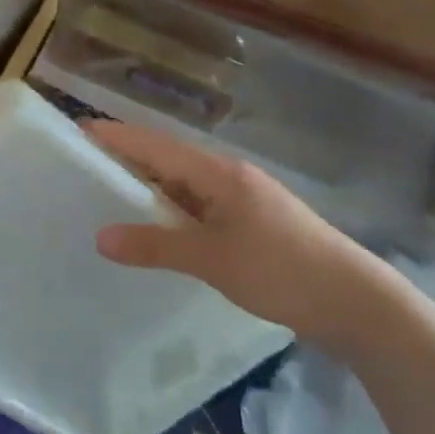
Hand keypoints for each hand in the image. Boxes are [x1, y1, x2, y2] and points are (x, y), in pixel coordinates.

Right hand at [87, 120, 390, 343]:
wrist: (355, 302)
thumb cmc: (282, 270)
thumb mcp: (212, 259)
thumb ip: (155, 246)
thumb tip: (100, 237)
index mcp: (219, 174)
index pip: (157, 146)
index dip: (118, 137)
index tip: (79, 131)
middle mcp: (229, 179)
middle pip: (168, 161)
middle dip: (127, 160)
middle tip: (82, 167)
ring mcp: (242, 202)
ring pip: (183, 188)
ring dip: (148, 190)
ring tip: (106, 197)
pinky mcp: (250, 227)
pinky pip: (198, 210)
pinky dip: (170, 215)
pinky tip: (153, 231)